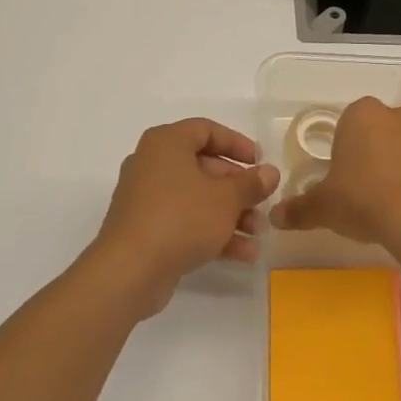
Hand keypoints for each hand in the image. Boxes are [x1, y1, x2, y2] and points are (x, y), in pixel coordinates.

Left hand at [90, 119, 279, 317]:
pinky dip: (211, 232)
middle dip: (237, 188)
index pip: (206, 130)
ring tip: (257, 233)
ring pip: (197, 199)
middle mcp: (152, 165)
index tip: (260, 162)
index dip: (237, 144)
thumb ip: (251, 183)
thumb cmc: (181, 219)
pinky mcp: (146, 229)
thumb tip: (270, 172)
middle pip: (203, 167)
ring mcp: (147, 199)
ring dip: (230, 214)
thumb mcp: (226, 199)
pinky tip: (243, 253)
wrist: (130, 270)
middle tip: (261, 202)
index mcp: (166, 144)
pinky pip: (185, 222)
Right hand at [269, 97, 400, 250]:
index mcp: (361, 114)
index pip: (345, 123)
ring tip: (387, 201)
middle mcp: (397, 116)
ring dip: (397, 165)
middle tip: (360, 187)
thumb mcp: (322, 207)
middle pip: (379, 130)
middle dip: (371, 152)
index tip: (339, 176)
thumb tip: (275, 217)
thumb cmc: (363, 199)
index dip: (341, 149)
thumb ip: (298, 209)